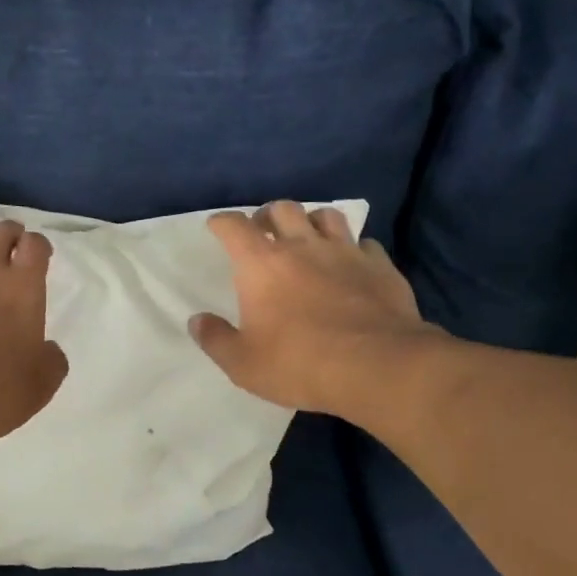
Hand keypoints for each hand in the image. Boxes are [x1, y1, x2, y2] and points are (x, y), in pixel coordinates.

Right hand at [189, 201, 439, 415]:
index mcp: (261, 265)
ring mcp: (345, 253)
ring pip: (326, 215)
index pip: (234, 226)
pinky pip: (364, 244)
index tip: (217, 227)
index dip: (221, 222)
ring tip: (308, 238)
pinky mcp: (380, 266)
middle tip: (264, 232)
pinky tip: (352, 264)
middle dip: (268, 215)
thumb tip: (197, 321)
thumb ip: (216, 339)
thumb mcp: (243, 364)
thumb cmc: (299, 364)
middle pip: (283, 208)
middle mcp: (302, 247)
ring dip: (312, 222)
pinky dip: (353, 249)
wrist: (376, 367)